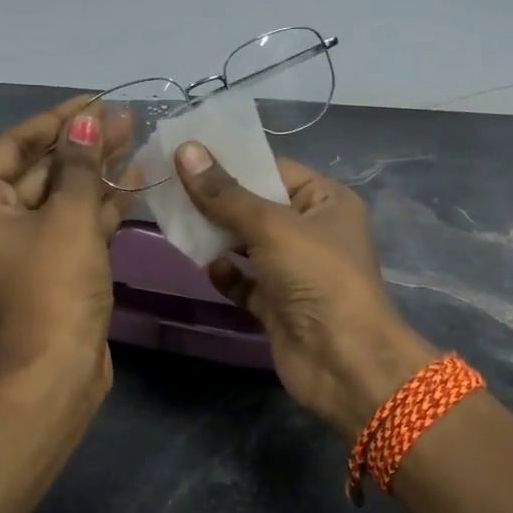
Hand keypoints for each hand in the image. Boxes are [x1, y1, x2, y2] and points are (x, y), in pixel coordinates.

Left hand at [0, 97, 124, 392]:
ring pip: (61, 196)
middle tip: (124, 119)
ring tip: (134, 139)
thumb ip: (79, 165)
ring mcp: (21, 246)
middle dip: (83, 145)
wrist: (56, 370)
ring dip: (96, 171)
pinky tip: (134, 179)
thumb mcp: (68, 217)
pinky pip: (73, 224)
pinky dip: (101, 206)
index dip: (57, 120)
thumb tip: (86, 120)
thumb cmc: (52, 286)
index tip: (94, 100)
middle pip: (40, 169)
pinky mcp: (51, 267)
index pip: (15, 145)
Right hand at [174, 142, 437, 435]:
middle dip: (218, 200)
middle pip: (257, 207)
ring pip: (247, 245)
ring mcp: (295, 271)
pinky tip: (209, 269)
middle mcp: (313, 232)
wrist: (344, 362)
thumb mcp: (272, 226)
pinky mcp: (278, 305)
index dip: (233, 161)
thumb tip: (186, 150)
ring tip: (176, 221)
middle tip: (169, 186)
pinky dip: (227, 275)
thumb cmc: (317, 277)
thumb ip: (226, 193)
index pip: (275, 170)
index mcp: (326, 201)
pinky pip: (245, 282)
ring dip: (217, 237)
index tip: (186, 153)